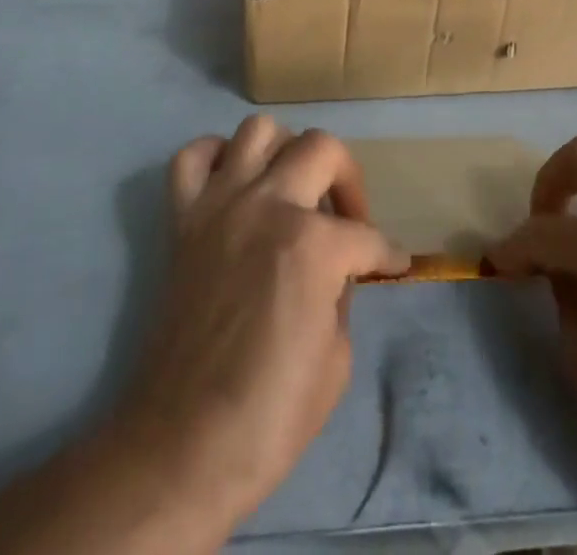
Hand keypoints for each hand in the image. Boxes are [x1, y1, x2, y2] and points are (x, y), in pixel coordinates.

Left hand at [110, 115, 409, 529]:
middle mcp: (268, 204)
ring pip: (259, 130)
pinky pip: (194, 157)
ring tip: (293, 189)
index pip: (367, 235)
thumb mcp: (337, 359)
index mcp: (312, 244)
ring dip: (285, 152)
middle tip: (349, 218)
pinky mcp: (183, 217)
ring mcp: (220, 203)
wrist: (182, 445)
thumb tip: (338, 271)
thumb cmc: (270, 415)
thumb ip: (341, 294)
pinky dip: (217, 158)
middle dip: (348, 180)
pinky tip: (235, 183)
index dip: (387, 254)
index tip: (394, 264)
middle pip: (322, 147)